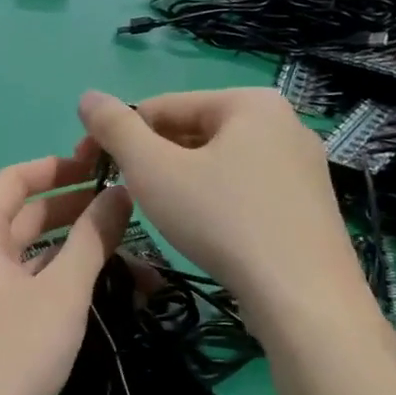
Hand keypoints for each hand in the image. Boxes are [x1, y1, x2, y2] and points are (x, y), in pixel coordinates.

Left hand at [0, 156, 132, 394]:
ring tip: (133, 244)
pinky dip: (70, 279)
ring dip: (79, 247)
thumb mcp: (61, 291)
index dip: (57, 166)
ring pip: (39, 254)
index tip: (100, 163)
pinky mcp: (4, 322)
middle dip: (76, 206)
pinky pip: (39, 286)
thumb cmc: (14, 351)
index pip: (16, 179)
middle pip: (29, 216)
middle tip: (128, 202)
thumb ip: (91, 239)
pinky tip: (111, 284)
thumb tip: (119, 193)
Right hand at [75, 88, 366, 327]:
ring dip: (178, 180)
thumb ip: (115, 129)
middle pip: (192, 131)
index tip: (89, 167)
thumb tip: (87, 96)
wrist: (303, 297)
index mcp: (249, 101)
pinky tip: (202, 230)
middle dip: (151, 158)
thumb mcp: (153, 169)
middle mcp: (284, 122)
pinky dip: (213, 200)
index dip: (117, 134)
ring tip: (160, 214)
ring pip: (217, 162)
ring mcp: (302, 165)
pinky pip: (244, 188)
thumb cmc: (221, 220)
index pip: (161, 106)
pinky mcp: (308, 204)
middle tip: (124, 194)